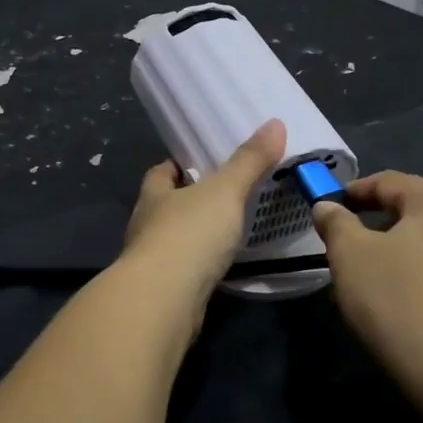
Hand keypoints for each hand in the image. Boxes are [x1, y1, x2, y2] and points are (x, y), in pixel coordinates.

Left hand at [120, 119, 287, 308]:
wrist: (165, 299)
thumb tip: (275, 123)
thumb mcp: (225, 191)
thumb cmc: (189, 234)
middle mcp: (146, 225)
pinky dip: (199, 265)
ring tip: (226, 230)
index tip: (200, 164)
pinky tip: (220, 266)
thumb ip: (249, 161)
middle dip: (188, 200)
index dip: (177, 166)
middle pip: (165, 205)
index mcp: (154, 195)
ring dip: (194, 235)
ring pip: (173, 239)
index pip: (160, 172)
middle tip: (223, 195)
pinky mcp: (163, 291)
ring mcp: (151, 261)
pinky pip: (183, 270)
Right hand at [312, 172, 422, 379]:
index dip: (357, 191)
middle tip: (354, 242)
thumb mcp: (349, 254)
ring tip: (383, 278)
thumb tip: (328, 207)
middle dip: (385, 223)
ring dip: (412, 254)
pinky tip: (415, 307)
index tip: (333, 206)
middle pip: (420, 213)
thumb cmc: (395, 298)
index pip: (391, 182)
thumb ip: (336, 223)